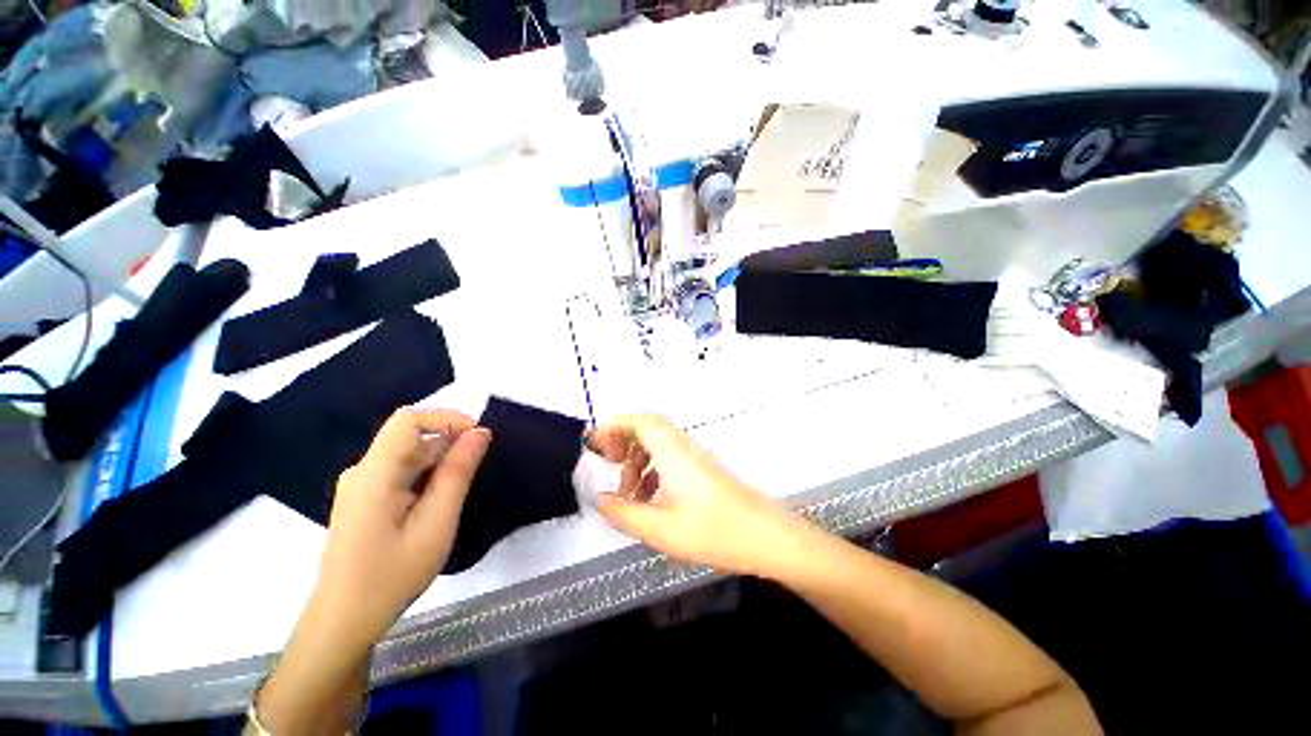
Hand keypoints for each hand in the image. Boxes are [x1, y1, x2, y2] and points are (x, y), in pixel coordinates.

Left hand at [312, 408, 491, 646]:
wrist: (345, 620)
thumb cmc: (392, 575)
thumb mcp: (436, 523)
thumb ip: (457, 473)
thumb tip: (480, 432)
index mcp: (374, 474)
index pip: (408, 421)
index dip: (447, 418)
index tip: (479, 436)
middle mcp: (363, 471)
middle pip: (410, 437)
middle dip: (449, 442)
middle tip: (478, 469)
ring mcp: (361, 485)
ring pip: (408, 454)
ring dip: (440, 460)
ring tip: (462, 488)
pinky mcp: (365, 498)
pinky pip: (402, 471)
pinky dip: (428, 474)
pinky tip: (440, 500)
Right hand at [588, 414, 809, 577]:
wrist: (764, 536)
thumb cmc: (712, 530)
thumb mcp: (659, 528)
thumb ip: (623, 513)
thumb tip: (600, 500)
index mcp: (671, 451)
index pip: (640, 420)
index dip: (614, 425)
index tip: (595, 443)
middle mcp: (683, 447)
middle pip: (647, 428)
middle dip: (623, 442)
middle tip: (608, 464)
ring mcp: (695, 458)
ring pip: (658, 445)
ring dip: (637, 461)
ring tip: (628, 493)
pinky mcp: (702, 470)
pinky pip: (670, 459)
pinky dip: (653, 472)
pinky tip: (649, 500)